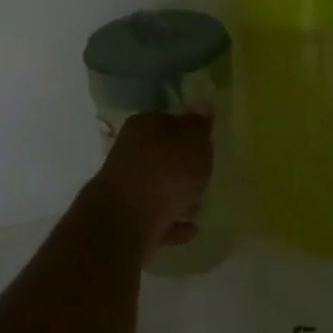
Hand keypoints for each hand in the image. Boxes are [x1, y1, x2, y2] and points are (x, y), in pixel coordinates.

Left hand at [92, 111, 212, 259]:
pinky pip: (157, 218)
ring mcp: (126, 187)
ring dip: (177, 195)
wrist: (128, 221)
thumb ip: (199, 124)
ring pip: (158, 187)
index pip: (168, 121)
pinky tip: (191, 228)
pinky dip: (172, 222)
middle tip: (205, 176)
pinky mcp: (128, 219)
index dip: (189, 132)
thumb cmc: (166, 171)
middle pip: (162, 156)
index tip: (206, 145)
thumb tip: (200, 104)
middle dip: (182, 167)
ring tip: (200, 205)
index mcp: (143, 126)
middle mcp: (130, 152)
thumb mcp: (193, 140)